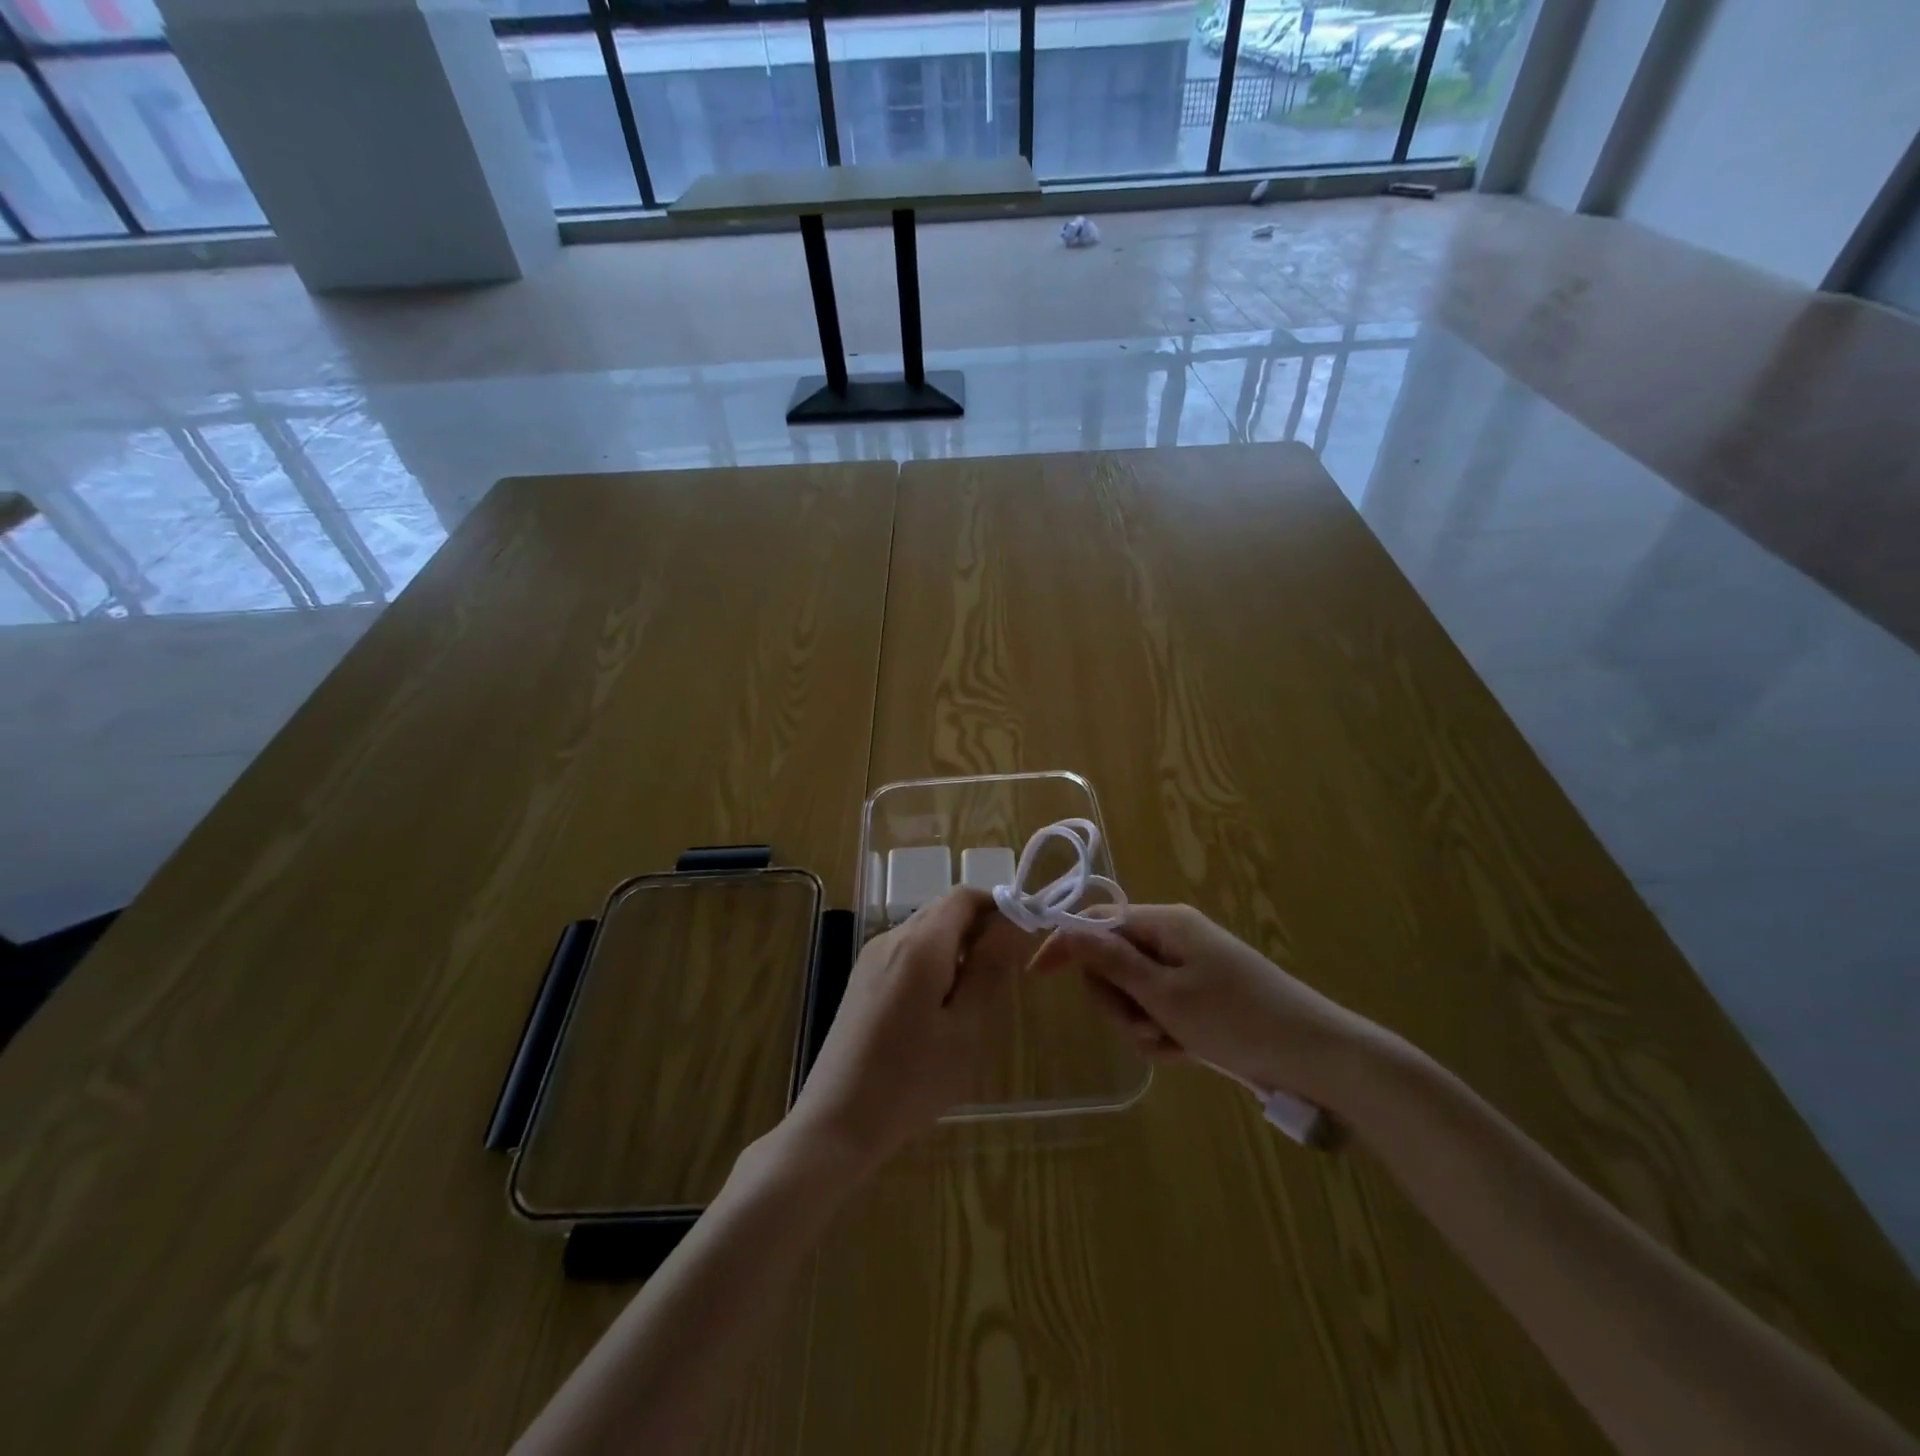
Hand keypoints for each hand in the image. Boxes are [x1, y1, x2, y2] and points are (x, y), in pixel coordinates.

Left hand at [782, 888, 1021, 1178]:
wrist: (837, 1122)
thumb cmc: (912, 1080)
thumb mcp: (966, 1028)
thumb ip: (990, 968)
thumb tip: (1012, 921)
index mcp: (919, 944)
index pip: (964, 896)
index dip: (998, 904)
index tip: (1024, 934)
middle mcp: (891, 937)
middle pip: (943, 910)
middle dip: (979, 927)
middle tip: (1006, 971)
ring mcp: (871, 957)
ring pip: (925, 931)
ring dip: (957, 946)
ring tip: (976, 996)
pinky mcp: (862, 979)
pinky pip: (907, 952)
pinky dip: (934, 962)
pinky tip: (940, 1008)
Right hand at [1031, 904, 1389, 1108]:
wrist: (1316, 1056)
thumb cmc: (1235, 1019)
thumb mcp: (1164, 994)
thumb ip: (1111, 961)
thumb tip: (1065, 928)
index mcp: (1165, 923)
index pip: (1096, 922)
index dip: (1066, 945)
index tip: (1038, 976)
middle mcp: (1174, 937)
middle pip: (1113, 960)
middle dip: (1117, 998)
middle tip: (1141, 1025)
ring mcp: (1189, 967)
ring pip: (1134, 990)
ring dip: (1141, 1022)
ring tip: (1171, 1043)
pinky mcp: (1202, 996)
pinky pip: (1161, 1009)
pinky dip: (1163, 1032)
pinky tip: (1186, 1051)